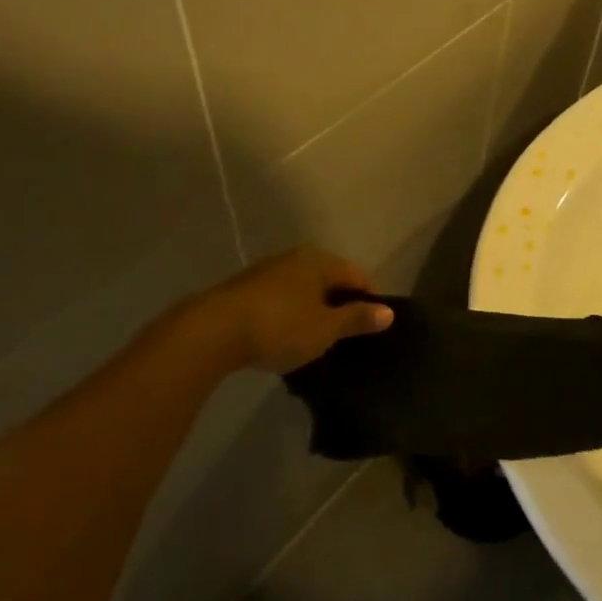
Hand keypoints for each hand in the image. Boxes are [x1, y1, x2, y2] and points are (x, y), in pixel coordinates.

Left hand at [189, 247, 392, 373]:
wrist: (213, 332)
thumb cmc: (280, 326)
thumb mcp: (325, 329)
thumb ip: (357, 319)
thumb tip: (388, 312)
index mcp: (319, 261)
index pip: (357, 276)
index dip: (369, 300)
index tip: (372, 328)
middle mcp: (293, 259)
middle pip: (328, 280)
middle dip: (339, 305)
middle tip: (346, 337)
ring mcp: (265, 273)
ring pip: (301, 291)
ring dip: (311, 311)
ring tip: (315, 341)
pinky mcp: (243, 291)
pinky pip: (278, 301)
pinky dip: (287, 316)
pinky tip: (284, 339)